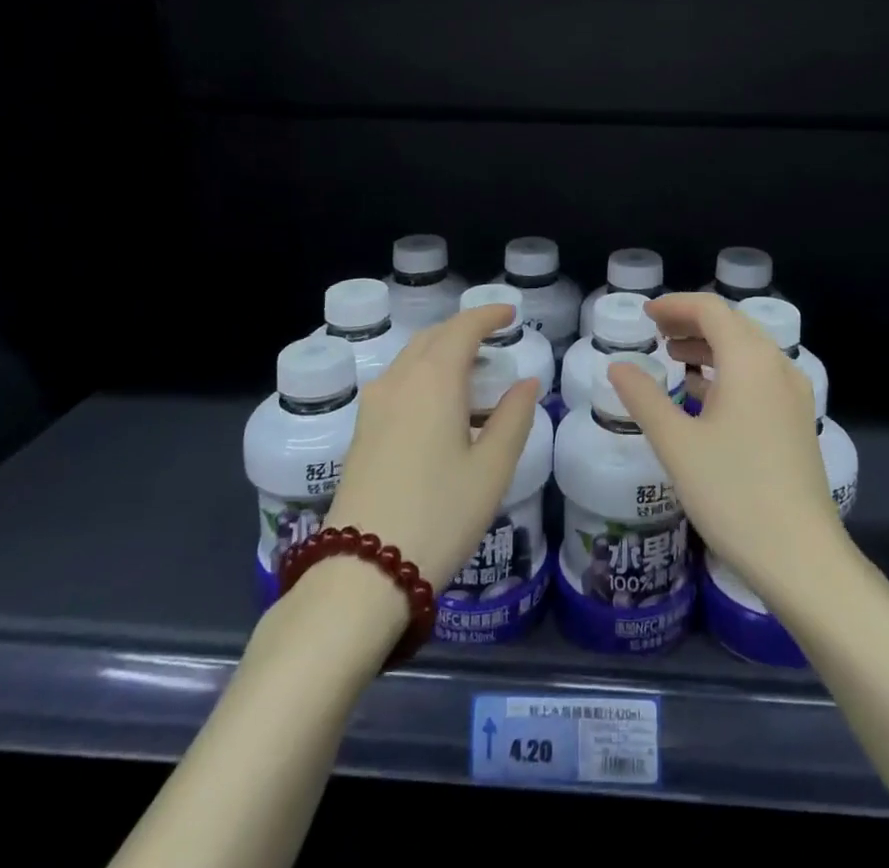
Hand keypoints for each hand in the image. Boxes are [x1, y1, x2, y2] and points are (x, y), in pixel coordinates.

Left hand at [323, 304, 540, 591]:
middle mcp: (400, 381)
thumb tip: (527, 383)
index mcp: (434, 381)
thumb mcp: (492, 470)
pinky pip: (397, 381)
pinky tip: (439, 405)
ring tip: (471, 371)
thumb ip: (513, 418)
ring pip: (411, 358)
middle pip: (433, 337)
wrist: (362, 573)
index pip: (462, 328)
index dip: (488, 315)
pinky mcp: (361, 431)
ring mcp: (374, 406)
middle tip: (494, 340)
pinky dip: (423, 374)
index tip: (511, 315)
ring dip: (441, 351)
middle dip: (464, 330)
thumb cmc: (439, 516)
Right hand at [608, 292, 846, 606]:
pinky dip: (728, 371)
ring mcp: (793, 395)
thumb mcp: (677, 444)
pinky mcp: (797, 421)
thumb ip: (644, 398)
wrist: (802, 558)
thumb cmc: (734, 494)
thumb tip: (617, 366)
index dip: (675, 304)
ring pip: (747, 351)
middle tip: (655, 331)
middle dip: (691, 321)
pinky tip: (703, 393)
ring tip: (673, 355)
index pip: (711, 309)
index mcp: (750, 360)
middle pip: (732, 324)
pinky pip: (759, 376)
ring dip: (710, 345)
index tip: (645, 313)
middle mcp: (777, 366)